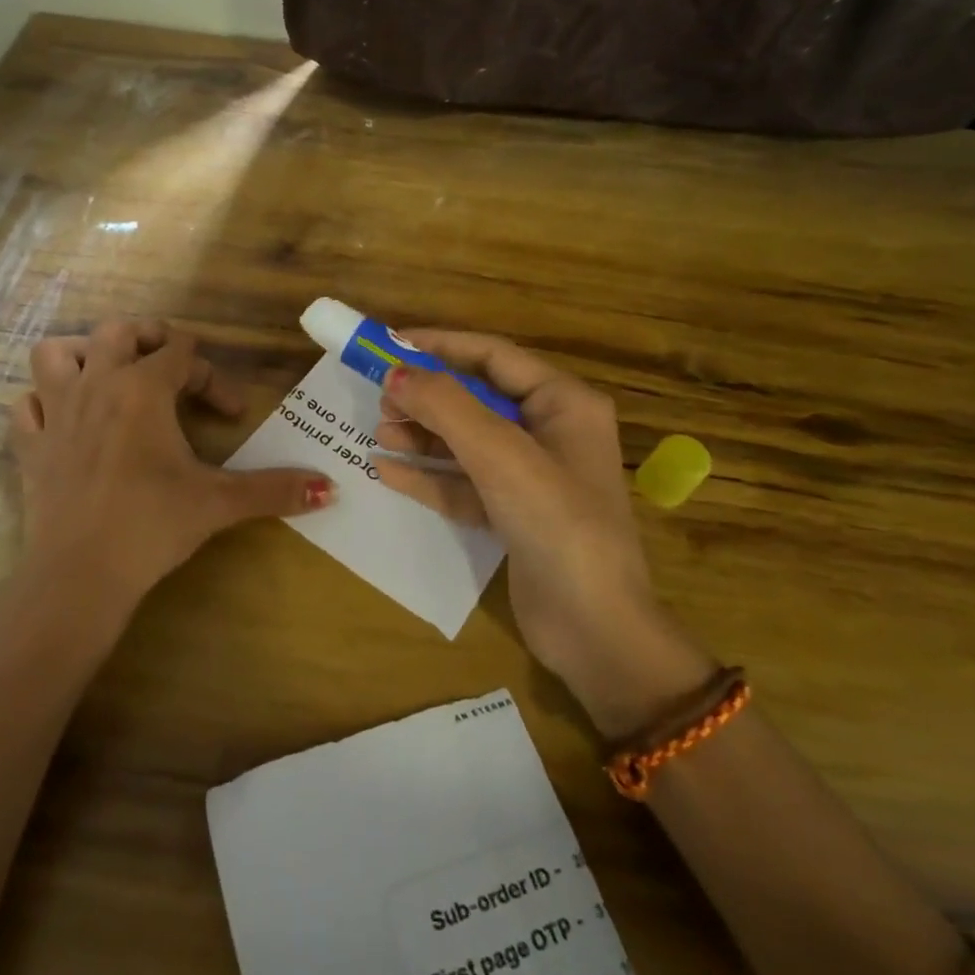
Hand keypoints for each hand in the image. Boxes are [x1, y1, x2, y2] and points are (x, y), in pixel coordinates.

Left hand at [10, 319, 332, 631]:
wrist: (80, 575)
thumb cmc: (151, 526)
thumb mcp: (219, 503)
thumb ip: (275, 489)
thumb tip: (330, 487)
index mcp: (143, 389)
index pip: (182, 352)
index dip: (211, 376)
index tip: (230, 414)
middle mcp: (96, 385)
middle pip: (118, 331)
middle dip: (149, 339)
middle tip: (172, 370)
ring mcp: (56, 413)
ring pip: (55, 354)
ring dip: (82, 355)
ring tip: (107, 377)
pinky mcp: (30, 446)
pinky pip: (25, 405)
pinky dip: (42, 402)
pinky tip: (63, 420)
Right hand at [372, 331, 713, 733]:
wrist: (595, 631)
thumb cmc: (557, 525)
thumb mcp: (500, 456)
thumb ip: (446, 407)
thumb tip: (394, 372)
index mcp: (563, 403)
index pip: (492, 356)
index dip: (440, 345)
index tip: (388, 343)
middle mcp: (548, 432)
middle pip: (476, 398)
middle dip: (426, 396)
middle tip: (379, 398)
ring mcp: (530, 476)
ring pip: (465, 441)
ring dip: (422, 435)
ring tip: (379, 433)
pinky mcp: (512, 514)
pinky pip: (462, 482)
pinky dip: (428, 475)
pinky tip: (387, 471)